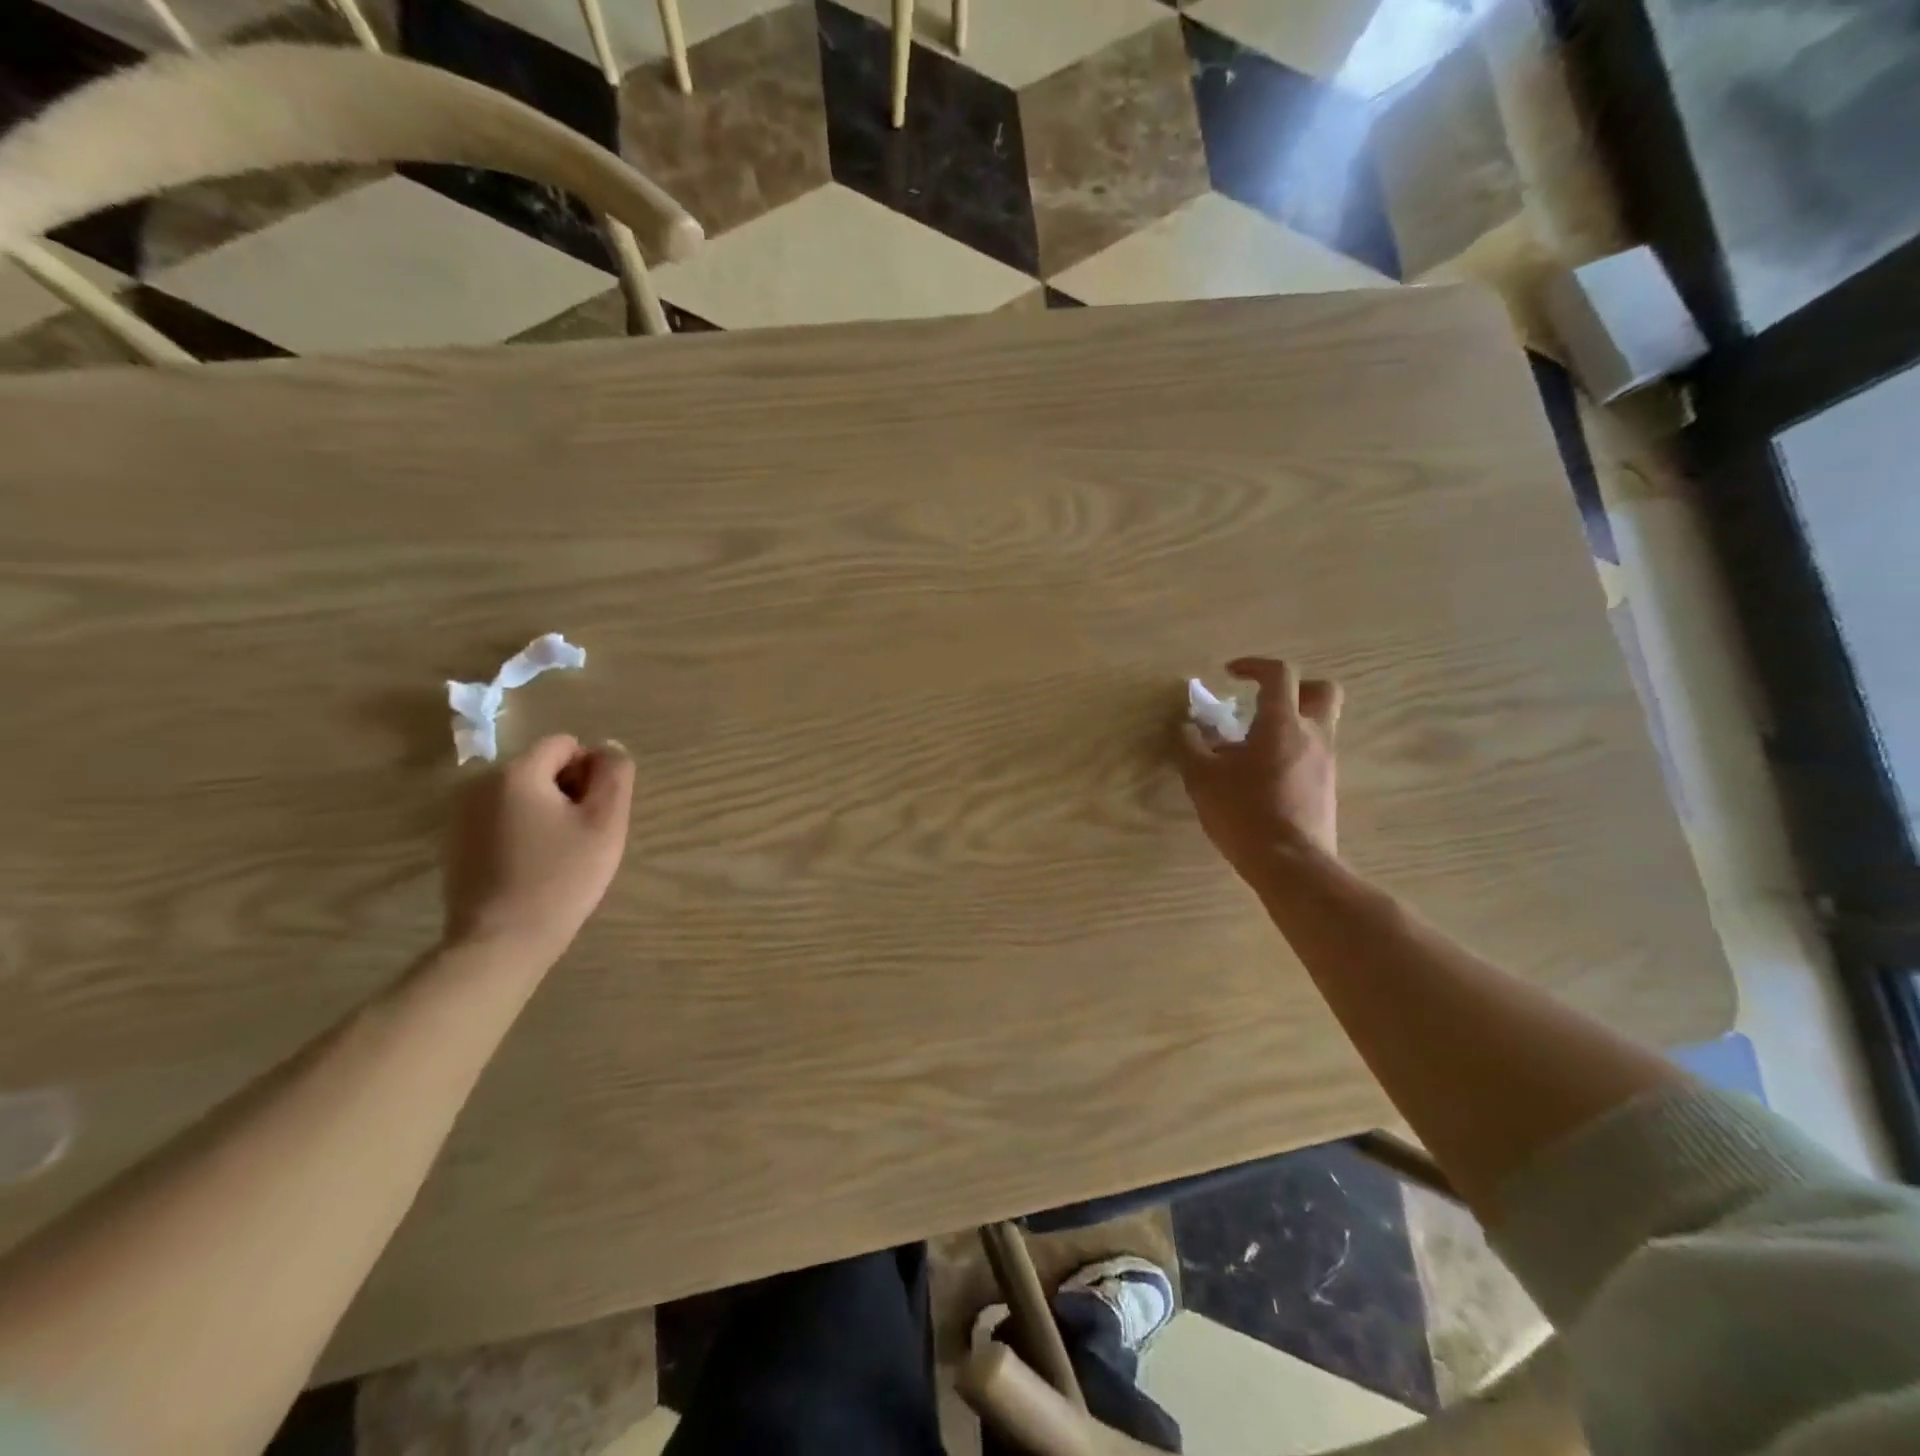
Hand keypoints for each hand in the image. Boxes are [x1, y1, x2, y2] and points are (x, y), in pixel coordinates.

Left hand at [442, 734, 634, 961]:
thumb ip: (614, 774)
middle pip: (541, 768)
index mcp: (517, 773)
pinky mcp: (456, 845)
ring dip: (546, 813)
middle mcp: (481, 784)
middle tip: (582, 837)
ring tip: (559, 855)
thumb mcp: (605, 822)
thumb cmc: (561, 878)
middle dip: (568, 792)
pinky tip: (532, 869)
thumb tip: (608, 747)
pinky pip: (502, 821)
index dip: (591, 772)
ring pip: (522, 796)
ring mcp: (462, 816)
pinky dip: (523, 833)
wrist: (500, 943)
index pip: (565, 745)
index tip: (595, 813)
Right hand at [1177, 658, 1342, 882]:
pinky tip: (1264, 775)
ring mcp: (1326, 762)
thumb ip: (1190, 746)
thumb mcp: (1202, 778)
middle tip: (1263, 701)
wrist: (1291, 864)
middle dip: (1295, 688)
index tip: (1230, 673)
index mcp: (1282, 723)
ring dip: (1291, 723)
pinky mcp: (1327, 788)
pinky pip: (1314, 754)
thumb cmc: (1244, 812)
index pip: (1280, 674)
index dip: (1254, 666)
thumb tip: (1186, 727)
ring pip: (1320, 724)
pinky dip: (1293, 752)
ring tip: (1254, 745)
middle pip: (1323, 691)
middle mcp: (1313, 735)